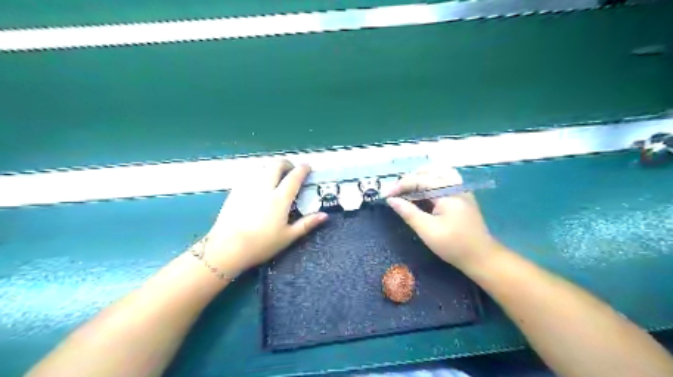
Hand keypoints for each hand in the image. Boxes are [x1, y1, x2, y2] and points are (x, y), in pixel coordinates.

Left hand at [195, 160, 328, 276]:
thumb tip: (325, 215)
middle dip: (286, 163)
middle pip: (276, 165)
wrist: (227, 248)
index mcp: (280, 199)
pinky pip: (249, 173)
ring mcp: (248, 187)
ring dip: (271, 166)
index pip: (294, 177)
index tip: (307, 166)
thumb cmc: (261, 244)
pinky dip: (258, 172)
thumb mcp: (288, 236)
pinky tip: (258, 181)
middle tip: (291, 169)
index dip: (302, 169)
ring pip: (261, 166)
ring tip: (275, 174)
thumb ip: (307, 224)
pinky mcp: (235, 190)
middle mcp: (264, 187)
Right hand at [387, 166, 496, 268]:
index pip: (419, 180)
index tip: (385, 196)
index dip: (399, 186)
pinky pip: (442, 182)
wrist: (481, 257)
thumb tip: (391, 200)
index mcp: (448, 191)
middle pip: (427, 173)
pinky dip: (428, 185)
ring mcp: (460, 189)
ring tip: (406, 192)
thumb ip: (408, 212)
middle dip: (408, 181)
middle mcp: (455, 185)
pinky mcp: (461, 196)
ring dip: (418, 181)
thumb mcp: (427, 230)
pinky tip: (420, 196)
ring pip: (435, 175)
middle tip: (394, 195)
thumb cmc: (454, 245)